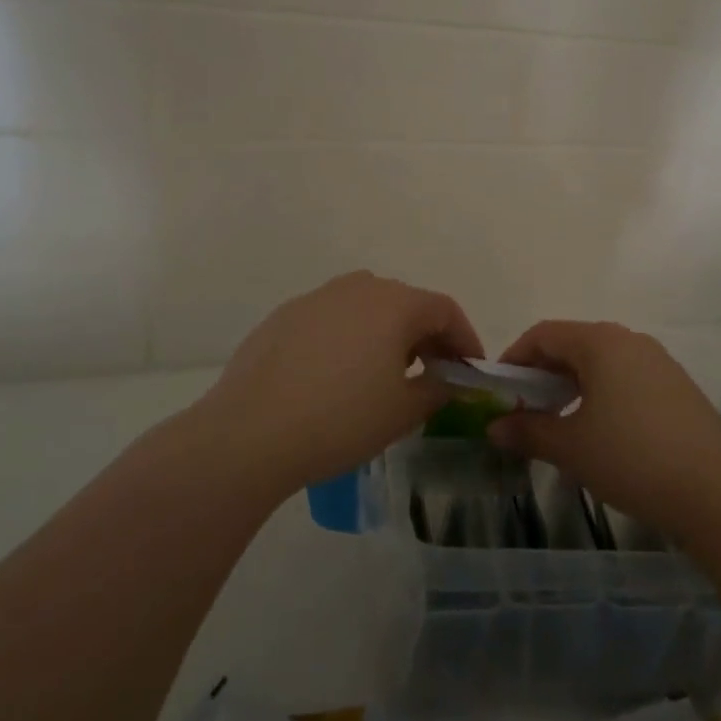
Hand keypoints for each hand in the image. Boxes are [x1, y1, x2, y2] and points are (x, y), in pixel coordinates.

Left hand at [198, 271, 482, 497]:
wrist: (249, 433)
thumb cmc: (341, 420)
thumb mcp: (403, 412)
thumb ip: (438, 388)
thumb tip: (447, 378)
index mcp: (395, 303)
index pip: (445, 310)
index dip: (465, 340)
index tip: (471, 371)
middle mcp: (358, 287)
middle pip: (406, 304)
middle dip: (427, 337)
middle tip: (432, 374)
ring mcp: (317, 298)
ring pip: (367, 308)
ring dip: (386, 335)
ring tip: (385, 375)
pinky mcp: (285, 316)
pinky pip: (332, 320)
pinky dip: (349, 339)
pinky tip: (336, 377)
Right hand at [487, 321, 720, 537]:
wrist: (720, 492)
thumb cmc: (633, 458)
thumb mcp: (572, 447)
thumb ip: (528, 432)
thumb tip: (493, 428)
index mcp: (600, 342)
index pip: (543, 334)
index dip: (514, 359)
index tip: (500, 392)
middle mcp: (630, 341)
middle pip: (572, 345)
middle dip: (542, 375)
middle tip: (525, 412)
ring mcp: (658, 362)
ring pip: (601, 363)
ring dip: (571, 386)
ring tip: (559, 424)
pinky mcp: (677, 387)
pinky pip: (626, 378)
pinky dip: (601, 395)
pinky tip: (601, 432)